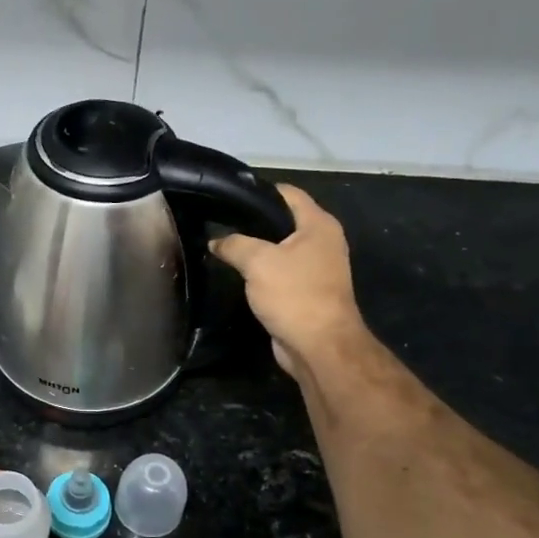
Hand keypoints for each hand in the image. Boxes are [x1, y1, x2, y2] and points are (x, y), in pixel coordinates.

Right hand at [209, 184, 364, 380]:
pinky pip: (280, 272)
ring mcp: (317, 268)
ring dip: (256, 250)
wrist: (318, 345)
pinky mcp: (307, 291)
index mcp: (318, 224)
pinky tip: (239, 275)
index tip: (228, 198)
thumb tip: (216, 241)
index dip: (259, 192)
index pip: (287, 193)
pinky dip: (262, 272)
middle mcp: (322, 241)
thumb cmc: (294, 294)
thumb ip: (234, 244)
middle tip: (220, 224)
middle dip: (253, 222)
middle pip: (283, 221)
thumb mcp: (257, 261)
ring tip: (224, 248)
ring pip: (280, 249)